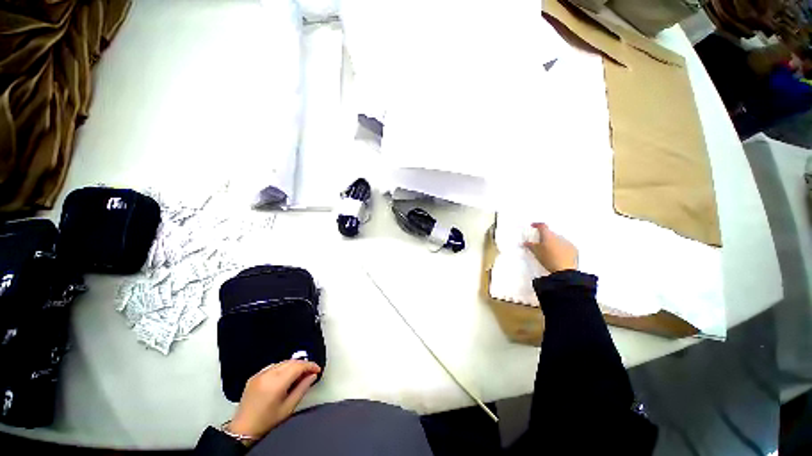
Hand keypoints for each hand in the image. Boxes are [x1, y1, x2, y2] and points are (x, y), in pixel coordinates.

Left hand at [227, 360, 320, 438]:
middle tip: (310, 372)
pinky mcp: (254, 376)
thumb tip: (313, 376)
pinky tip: (285, 375)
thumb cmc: (267, 421)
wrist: (243, 429)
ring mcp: (259, 374)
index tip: (317, 370)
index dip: (310, 365)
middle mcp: (268, 375)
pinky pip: (273, 366)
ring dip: (293, 365)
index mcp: (276, 383)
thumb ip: (302, 389)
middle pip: (291, 362)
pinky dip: (282, 367)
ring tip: (299, 374)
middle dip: (303, 364)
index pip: (298, 366)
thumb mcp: (288, 407)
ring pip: (282, 362)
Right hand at [523, 223, 577, 272]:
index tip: (533, 226)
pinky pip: (565, 245)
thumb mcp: (536, 252)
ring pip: (558, 239)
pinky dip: (561, 248)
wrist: (564, 270)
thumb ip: (530, 245)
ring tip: (548, 250)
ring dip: (553, 242)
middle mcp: (558, 236)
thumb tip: (525, 243)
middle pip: (550, 233)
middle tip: (539, 243)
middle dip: (544, 236)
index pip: (542, 226)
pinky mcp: (573, 249)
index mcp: (548, 236)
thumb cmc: (548, 259)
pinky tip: (557, 254)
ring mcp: (567, 242)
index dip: (537, 225)